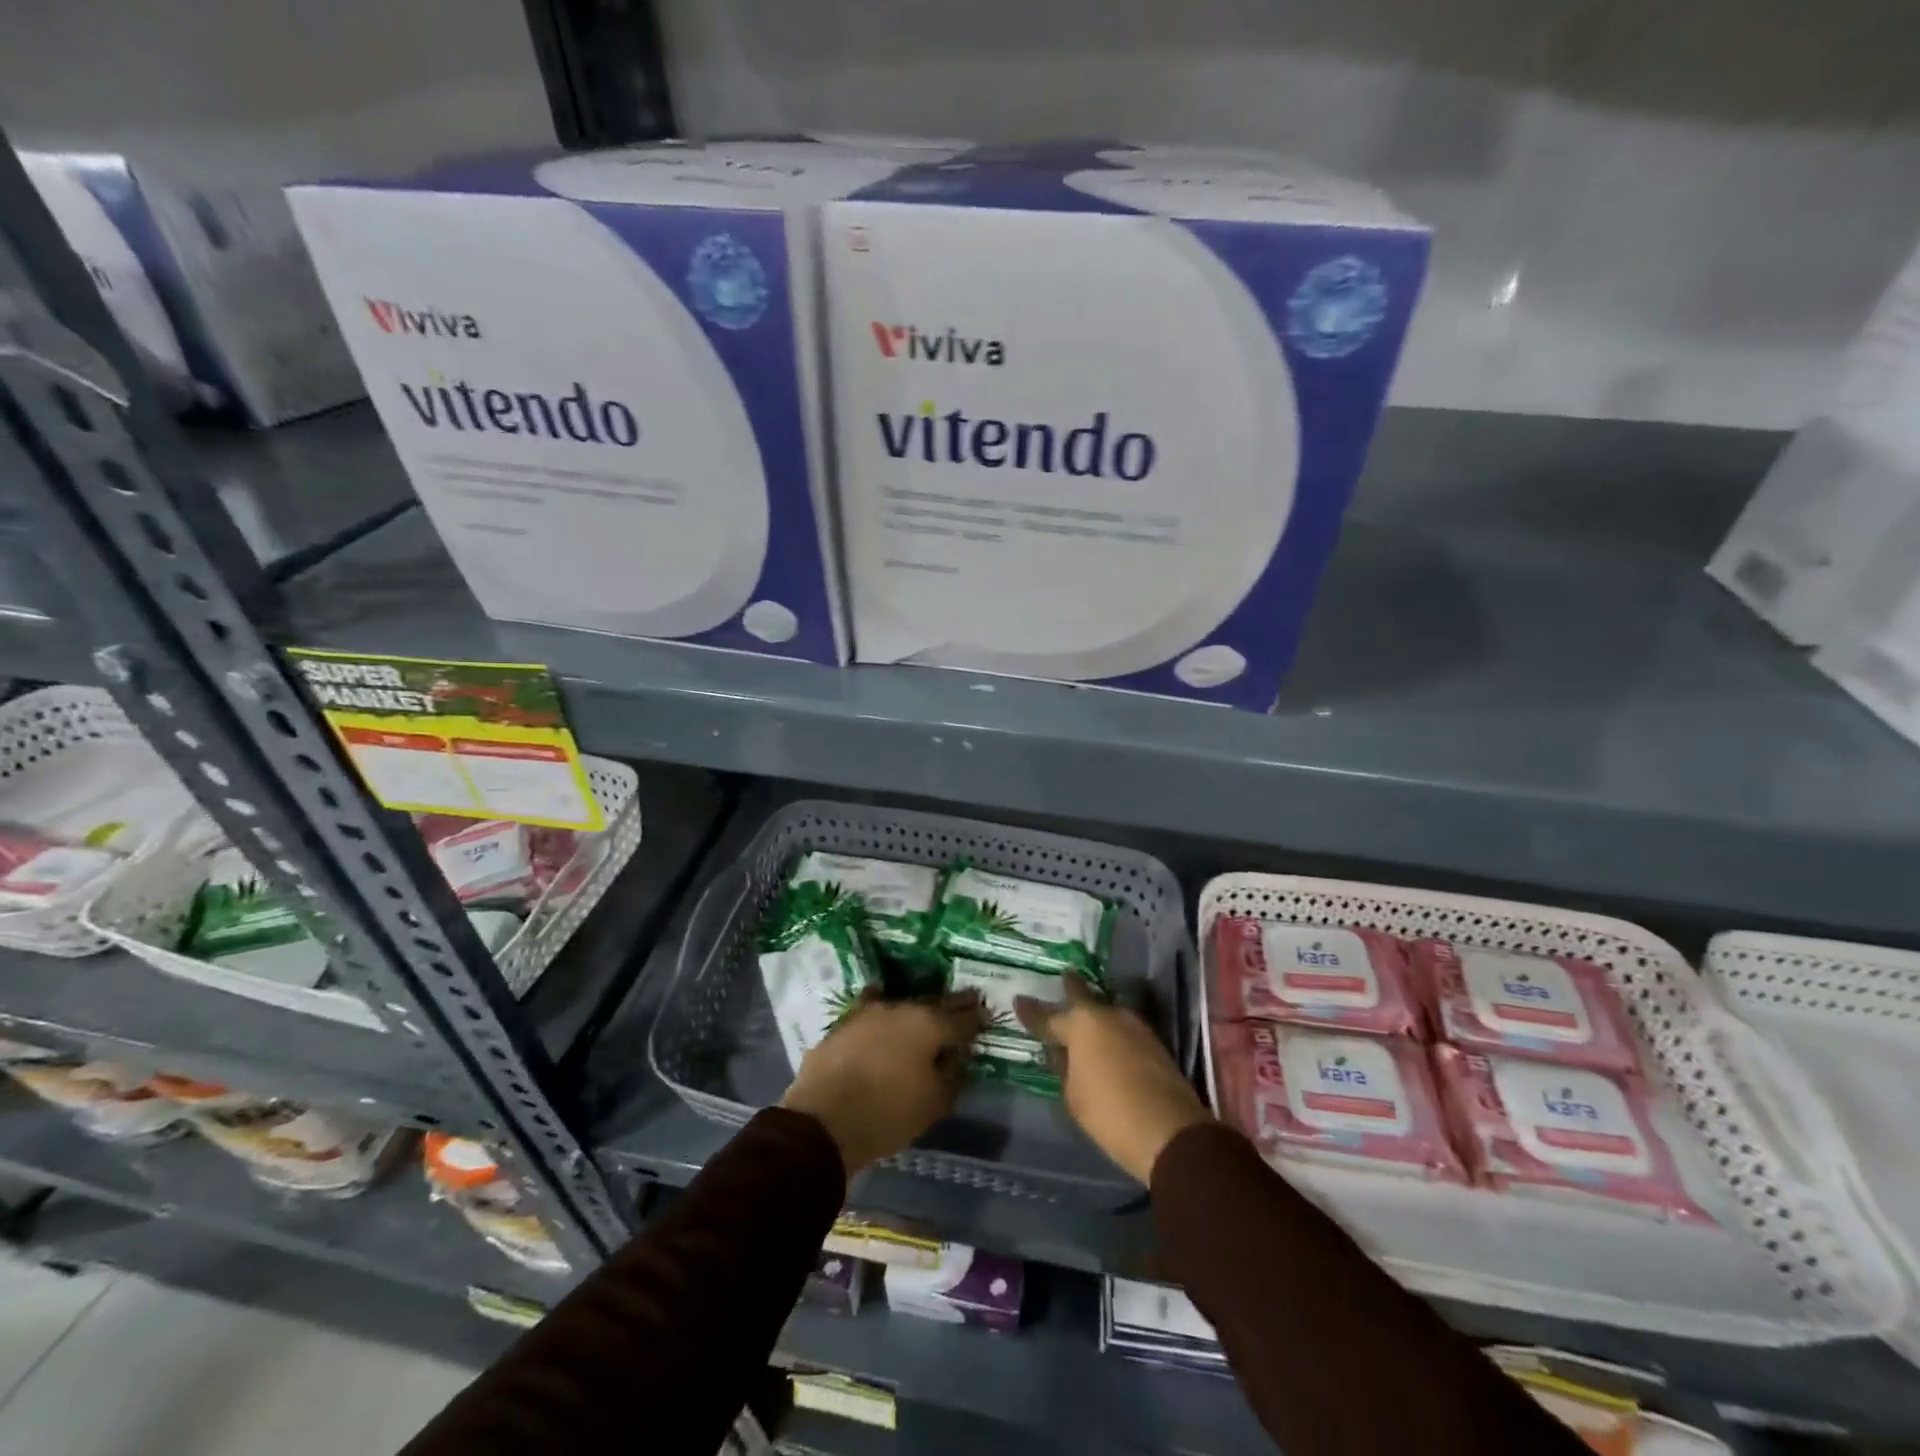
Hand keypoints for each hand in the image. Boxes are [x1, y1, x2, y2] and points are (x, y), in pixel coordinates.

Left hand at [782, 989, 986, 1174]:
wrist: (823, 1120)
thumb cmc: (888, 1114)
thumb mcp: (934, 1103)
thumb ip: (953, 1075)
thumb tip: (959, 1057)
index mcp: (930, 1025)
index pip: (962, 1018)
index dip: (977, 1018)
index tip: (987, 1013)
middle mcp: (903, 1008)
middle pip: (935, 1003)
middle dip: (953, 1004)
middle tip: (969, 1000)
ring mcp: (870, 1012)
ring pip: (903, 1004)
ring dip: (918, 1006)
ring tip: (928, 1009)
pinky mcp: (845, 1022)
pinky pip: (871, 1006)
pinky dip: (882, 1004)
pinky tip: (882, 998)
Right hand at [1016, 976, 1209, 1182]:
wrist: (1169, 1131)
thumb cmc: (1109, 1112)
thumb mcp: (1072, 1095)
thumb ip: (1064, 1067)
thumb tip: (1063, 1053)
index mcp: (1081, 1024)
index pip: (1048, 1016)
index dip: (1030, 1011)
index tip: (1019, 1000)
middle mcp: (1107, 1015)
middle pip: (1083, 996)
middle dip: (1071, 988)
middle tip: (1063, 977)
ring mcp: (1134, 1026)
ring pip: (1106, 1013)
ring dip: (1094, 1015)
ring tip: (1083, 1019)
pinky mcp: (1154, 1043)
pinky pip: (1122, 1030)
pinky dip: (1111, 1033)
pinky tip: (1106, 1042)